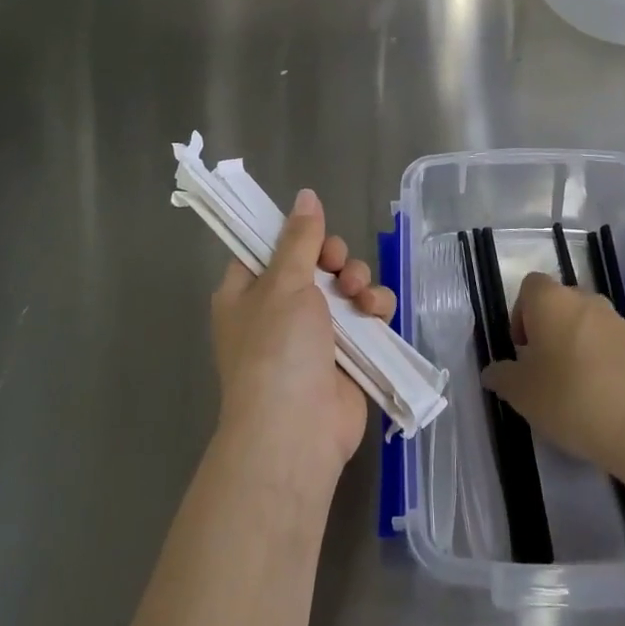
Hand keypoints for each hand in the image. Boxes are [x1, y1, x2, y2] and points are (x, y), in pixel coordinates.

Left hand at [210, 189, 395, 493]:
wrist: (296, 430)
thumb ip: (300, 238)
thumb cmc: (276, 348)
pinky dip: (375, 308)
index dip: (294, 235)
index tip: (313, 230)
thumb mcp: (284, 282)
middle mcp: (278, 310)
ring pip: (345, 287)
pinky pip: (366, 317)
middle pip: (314, 263)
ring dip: (358, 281)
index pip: (268, 249)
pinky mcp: (347, 353)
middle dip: (334, 258)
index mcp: (247, 293)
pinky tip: (377, 312)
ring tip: (358, 294)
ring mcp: (314, 334)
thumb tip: (305, 195)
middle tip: (337, 265)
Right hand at [481, 272, 624, 474]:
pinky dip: (602, 362)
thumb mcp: (522, 394)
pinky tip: (602, 399)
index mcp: (552, 301)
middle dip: (549, 331)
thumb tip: (494, 371)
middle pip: (560, 304)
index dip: (520, 314)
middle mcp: (587, 300)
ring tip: (574, 389)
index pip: (530, 286)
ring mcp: (619, 322)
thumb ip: (502, 376)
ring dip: (576, 346)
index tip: (522, 350)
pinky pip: (612, 345)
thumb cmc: (571, 399)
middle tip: (544, 371)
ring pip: (587, 325)